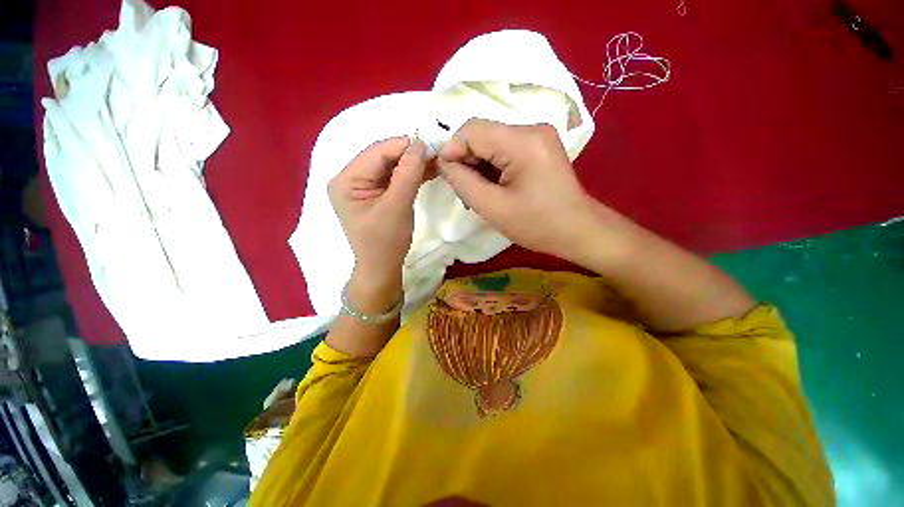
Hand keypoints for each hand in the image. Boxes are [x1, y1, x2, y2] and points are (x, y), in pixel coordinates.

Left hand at [328, 137, 427, 311]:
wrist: (382, 267)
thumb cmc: (385, 242)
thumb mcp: (397, 207)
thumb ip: (408, 175)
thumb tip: (421, 144)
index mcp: (346, 181)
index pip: (376, 153)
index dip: (403, 146)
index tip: (431, 143)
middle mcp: (350, 179)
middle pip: (383, 158)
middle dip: (410, 155)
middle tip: (436, 152)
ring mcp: (363, 187)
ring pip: (391, 167)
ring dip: (413, 164)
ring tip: (436, 160)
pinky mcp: (376, 194)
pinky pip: (394, 178)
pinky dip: (411, 175)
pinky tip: (428, 170)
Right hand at [437, 119, 602, 264]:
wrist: (577, 231)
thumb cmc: (537, 224)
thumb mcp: (493, 208)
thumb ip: (463, 182)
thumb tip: (443, 163)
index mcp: (523, 141)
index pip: (472, 130)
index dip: (451, 149)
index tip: (443, 174)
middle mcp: (532, 129)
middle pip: (482, 134)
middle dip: (465, 160)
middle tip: (462, 191)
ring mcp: (537, 137)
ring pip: (491, 143)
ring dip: (477, 166)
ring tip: (476, 194)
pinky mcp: (538, 148)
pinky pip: (504, 151)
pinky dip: (491, 168)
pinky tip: (491, 188)